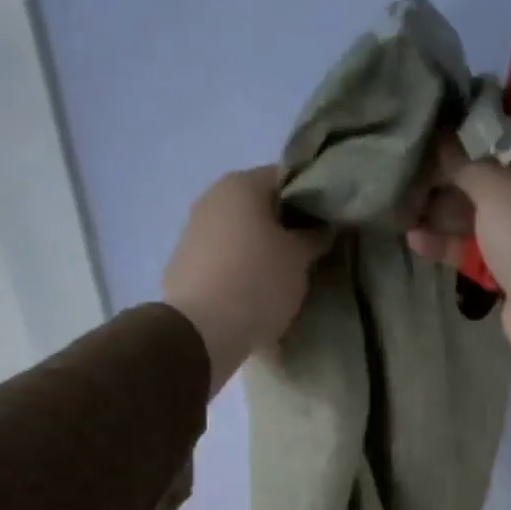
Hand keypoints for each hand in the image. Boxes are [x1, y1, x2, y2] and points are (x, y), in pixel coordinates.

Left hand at [162, 167, 324, 393]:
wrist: (201, 331)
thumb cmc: (258, 282)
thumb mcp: (299, 259)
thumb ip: (315, 236)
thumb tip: (323, 227)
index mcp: (241, 184)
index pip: (287, 178)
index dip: (312, 199)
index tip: (328, 225)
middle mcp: (212, 197)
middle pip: (260, 206)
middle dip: (285, 227)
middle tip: (310, 254)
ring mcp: (193, 231)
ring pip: (240, 234)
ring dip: (261, 250)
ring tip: (284, 278)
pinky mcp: (183, 264)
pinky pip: (223, 259)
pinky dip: (240, 270)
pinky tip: (254, 294)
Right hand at [407, 117, 510, 429]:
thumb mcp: (496, 186)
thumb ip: (462, 160)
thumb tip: (438, 136)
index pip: (507, 114)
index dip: (471, 107)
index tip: (430, 104)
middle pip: (481, 164)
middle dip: (443, 164)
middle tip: (400, 158)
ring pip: (471, 208)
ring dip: (438, 206)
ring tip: (397, 202)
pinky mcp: (504, 263)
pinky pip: (469, 245)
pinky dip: (445, 241)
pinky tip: (413, 238)